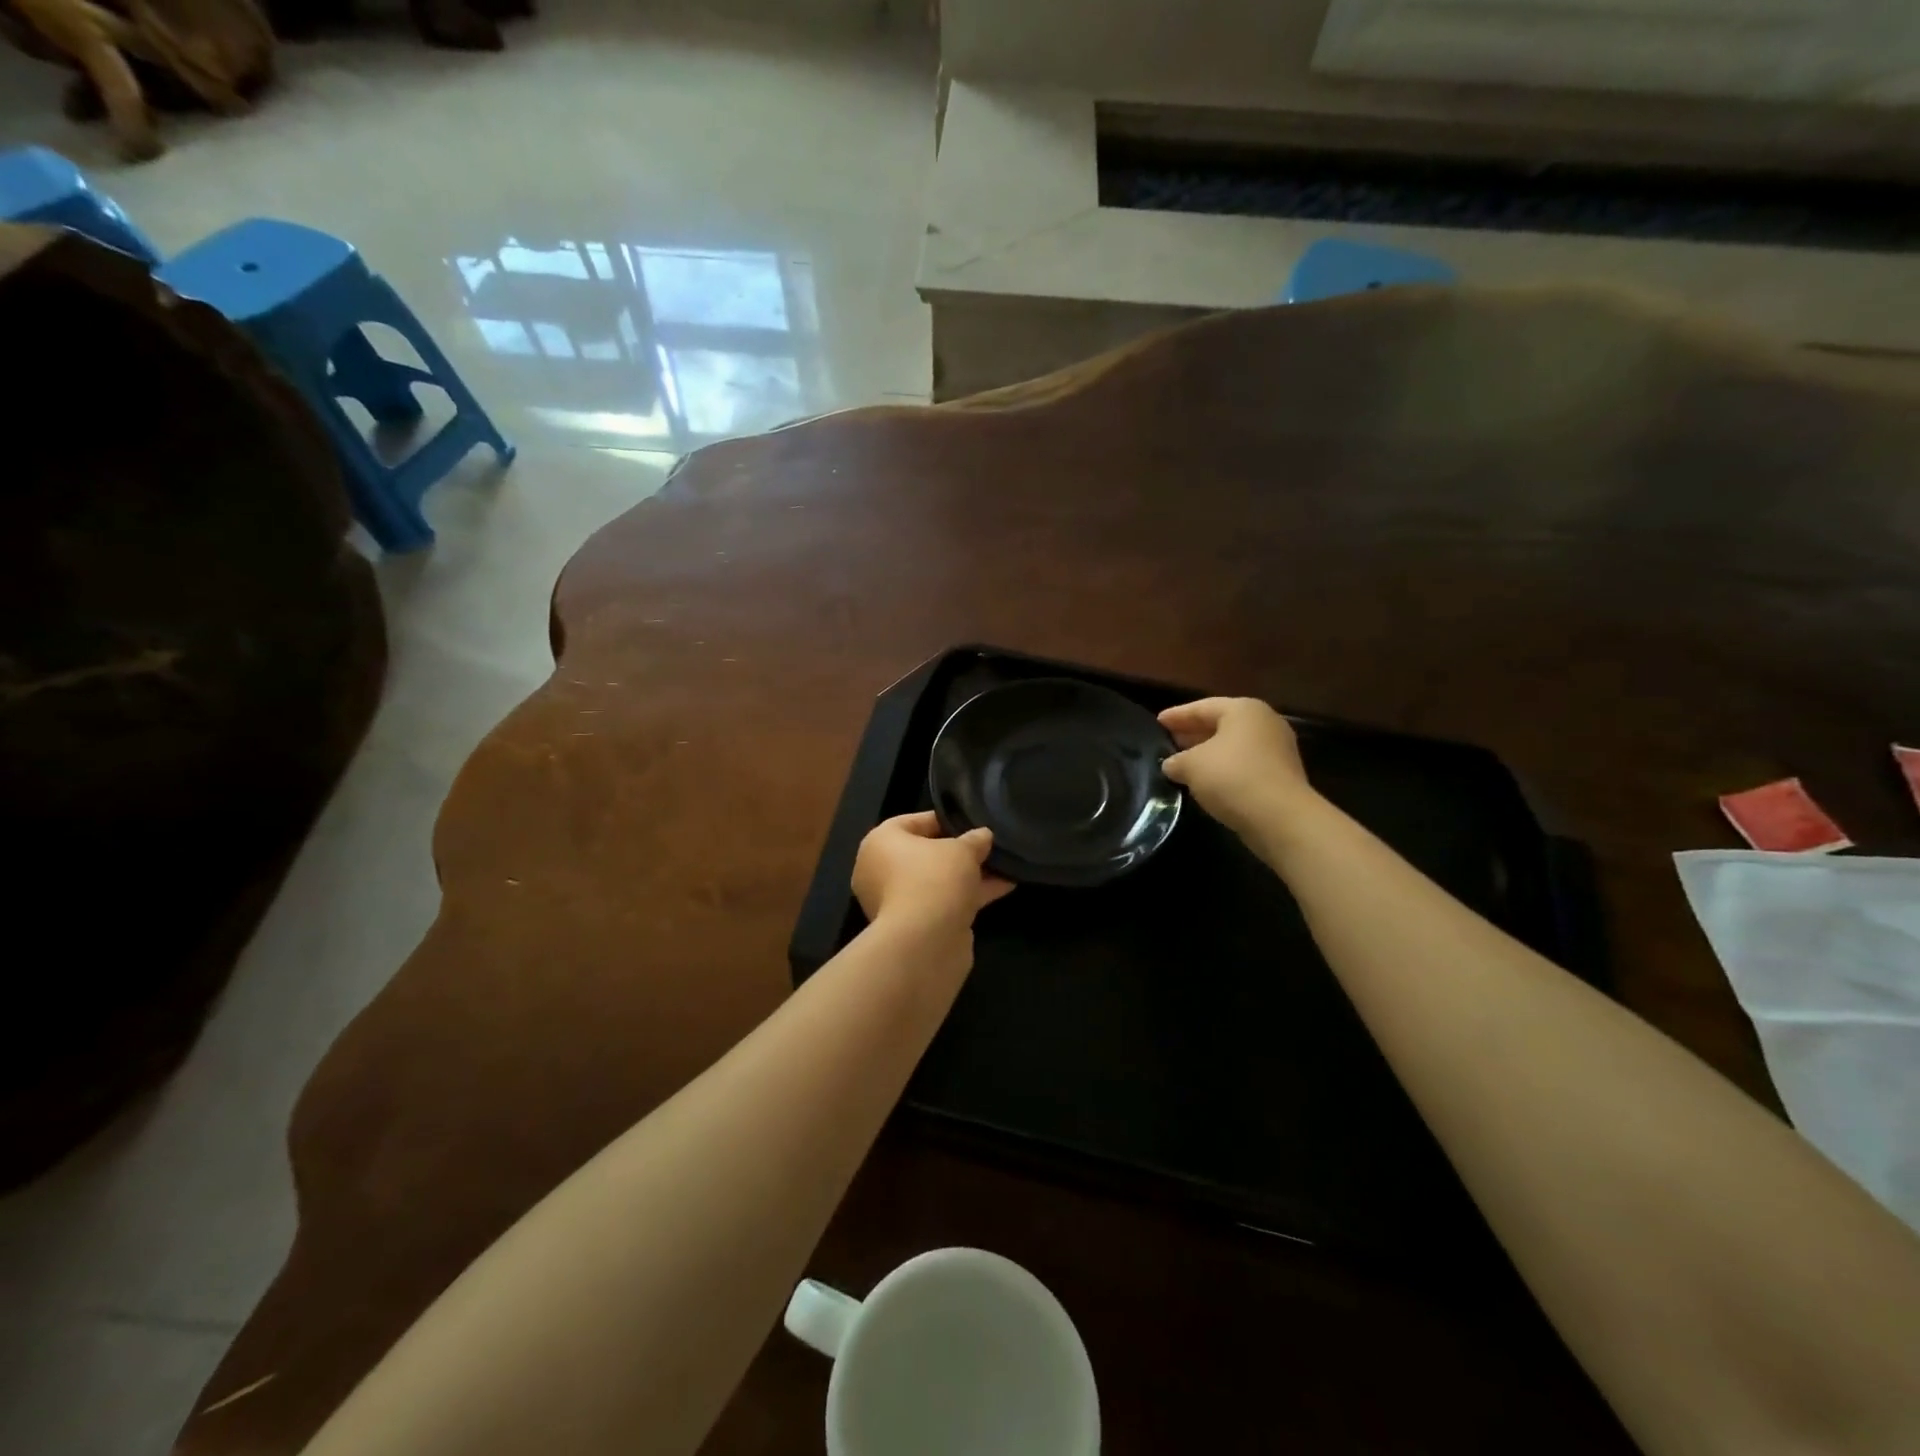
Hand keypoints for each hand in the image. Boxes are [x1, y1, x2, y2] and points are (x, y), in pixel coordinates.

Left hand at [852, 812, 1013, 941]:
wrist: (924, 943)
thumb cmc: (934, 879)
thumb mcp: (962, 850)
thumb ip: (974, 840)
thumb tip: (983, 836)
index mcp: (881, 842)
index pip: (913, 821)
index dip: (946, 819)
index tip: (972, 821)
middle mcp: (881, 870)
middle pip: (926, 853)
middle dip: (960, 851)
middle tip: (988, 845)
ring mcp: (897, 901)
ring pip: (938, 880)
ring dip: (969, 874)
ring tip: (1005, 864)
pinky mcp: (915, 926)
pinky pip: (944, 901)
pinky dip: (969, 895)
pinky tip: (1004, 886)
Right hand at [1159, 698, 1313, 833]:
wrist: (1280, 817)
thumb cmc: (1232, 777)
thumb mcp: (1191, 765)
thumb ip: (1176, 761)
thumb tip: (1171, 765)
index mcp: (1243, 710)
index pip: (1202, 707)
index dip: (1176, 715)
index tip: (1156, 722)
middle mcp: (1264, 722)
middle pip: (1221, 724)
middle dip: (1193, 733)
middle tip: (1168, 741)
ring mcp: (1277, 749)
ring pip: (1233, 746)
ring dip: (1208, 753)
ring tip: (1183, 763)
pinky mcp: (1281, 775)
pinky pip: (1244, 764)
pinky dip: (1224, 769)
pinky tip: (1206, 781)